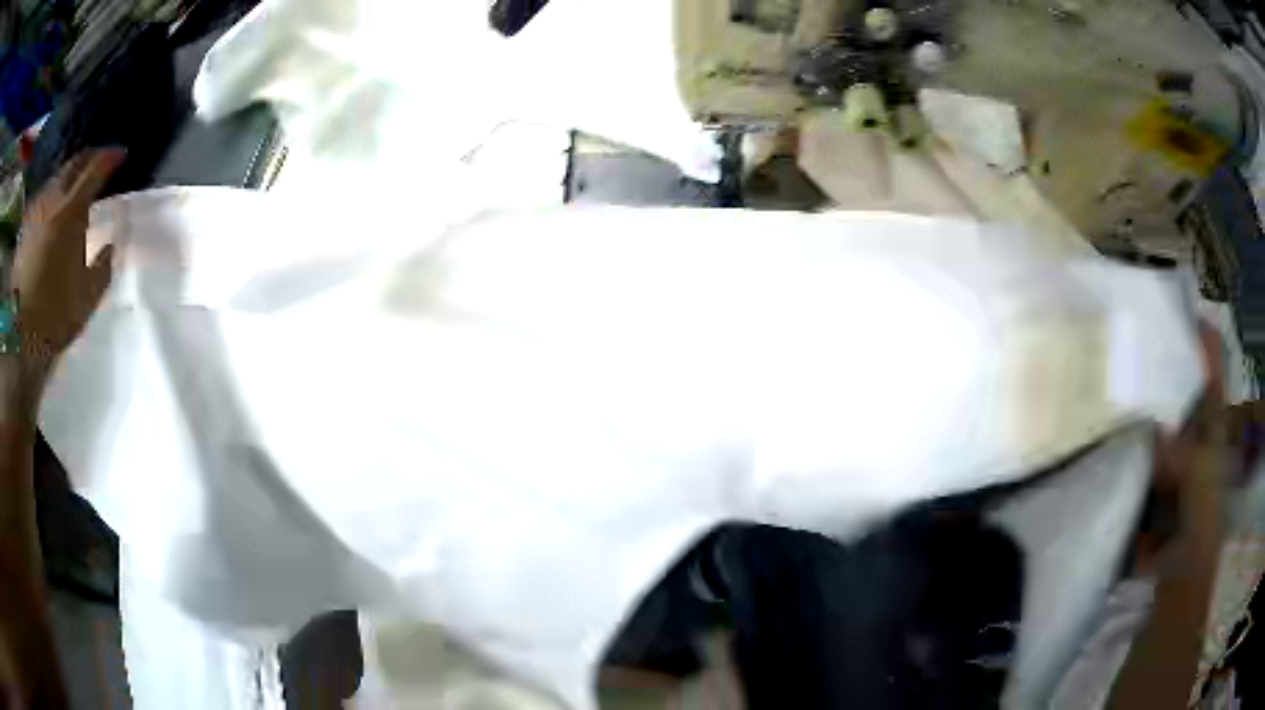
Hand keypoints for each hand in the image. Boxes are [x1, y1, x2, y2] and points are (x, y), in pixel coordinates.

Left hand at [13, 149, 123, 375]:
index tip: (122, 155)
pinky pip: (42, 198)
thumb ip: (102, 265)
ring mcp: (36, 212)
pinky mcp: (25, 228)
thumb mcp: (87, 296)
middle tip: (99, 160)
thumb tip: (109, 247)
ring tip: (75, 184)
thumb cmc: (56, 317)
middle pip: (73, 165)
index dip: (110, 158)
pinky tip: (53, 206)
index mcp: (71, 213)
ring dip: (68, 177)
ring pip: (56, 179)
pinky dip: (51, 195)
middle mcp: (53, 201)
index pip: (95, 170)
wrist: (22, 340)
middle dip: (89, 158)